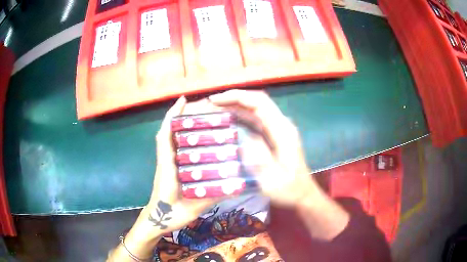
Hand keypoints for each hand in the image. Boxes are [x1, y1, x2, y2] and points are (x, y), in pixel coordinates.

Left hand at [108, 97, 219, 261]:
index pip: (166, 135)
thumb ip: (212, 196)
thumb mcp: (195, 206)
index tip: (184, 100)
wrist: (159, 221)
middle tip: (201, 107)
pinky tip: (197, 138)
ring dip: (179, 125)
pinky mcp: (168, 169)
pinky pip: (173, 149)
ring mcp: (166, 164)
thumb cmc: (173, 214)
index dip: (173, 116)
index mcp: (168, 165)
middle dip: (179, 116)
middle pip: (168, 132)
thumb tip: (235, 185)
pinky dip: (180, 138)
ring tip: (200, 117)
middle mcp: (166, 160)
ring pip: (170, 139)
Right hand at [210, 90, 348, 240]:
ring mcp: (279, 128)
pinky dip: (241, 116)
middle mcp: (282, 124)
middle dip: (234, 98)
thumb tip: (243, 139)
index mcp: (283, 131)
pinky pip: (256, 119)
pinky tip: (229, 120)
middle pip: (257, 101)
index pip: (260, 103)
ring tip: (216, 109)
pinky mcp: (275, 135)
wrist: (303, 193)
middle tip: (212, 103)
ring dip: (237, 105)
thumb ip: (260, 159)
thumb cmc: (289, 189)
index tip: (217, 100)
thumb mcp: (272, 180)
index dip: (238, 97)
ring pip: (256, 108)